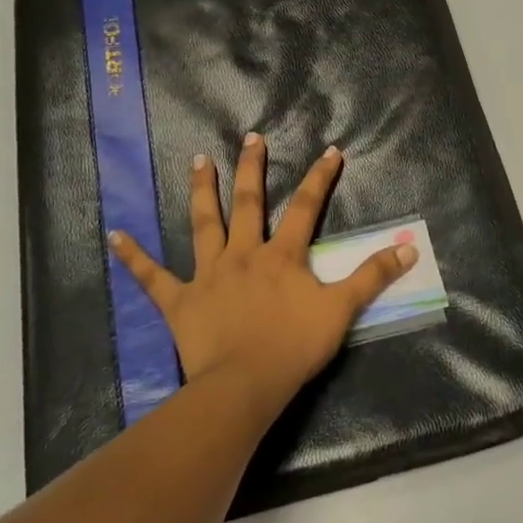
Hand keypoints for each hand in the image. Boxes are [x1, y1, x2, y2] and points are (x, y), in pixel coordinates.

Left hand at [109, 133, 414, 420]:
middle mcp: (244, 254)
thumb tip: (408, 248)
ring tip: (198, 160)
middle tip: (251, 138)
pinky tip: (114, 235)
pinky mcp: (180, 300)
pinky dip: (133, 257)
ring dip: (202, 191)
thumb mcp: (341, 310)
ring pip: (203, 224)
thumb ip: (372, 277)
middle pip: (249, 203)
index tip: (330, 151)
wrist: (244, 384)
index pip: (307, 207)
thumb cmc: (294, 346)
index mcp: (282, 256)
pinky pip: (152, 276)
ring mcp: (208, 274)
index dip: (320, 178)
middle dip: (253, 168)